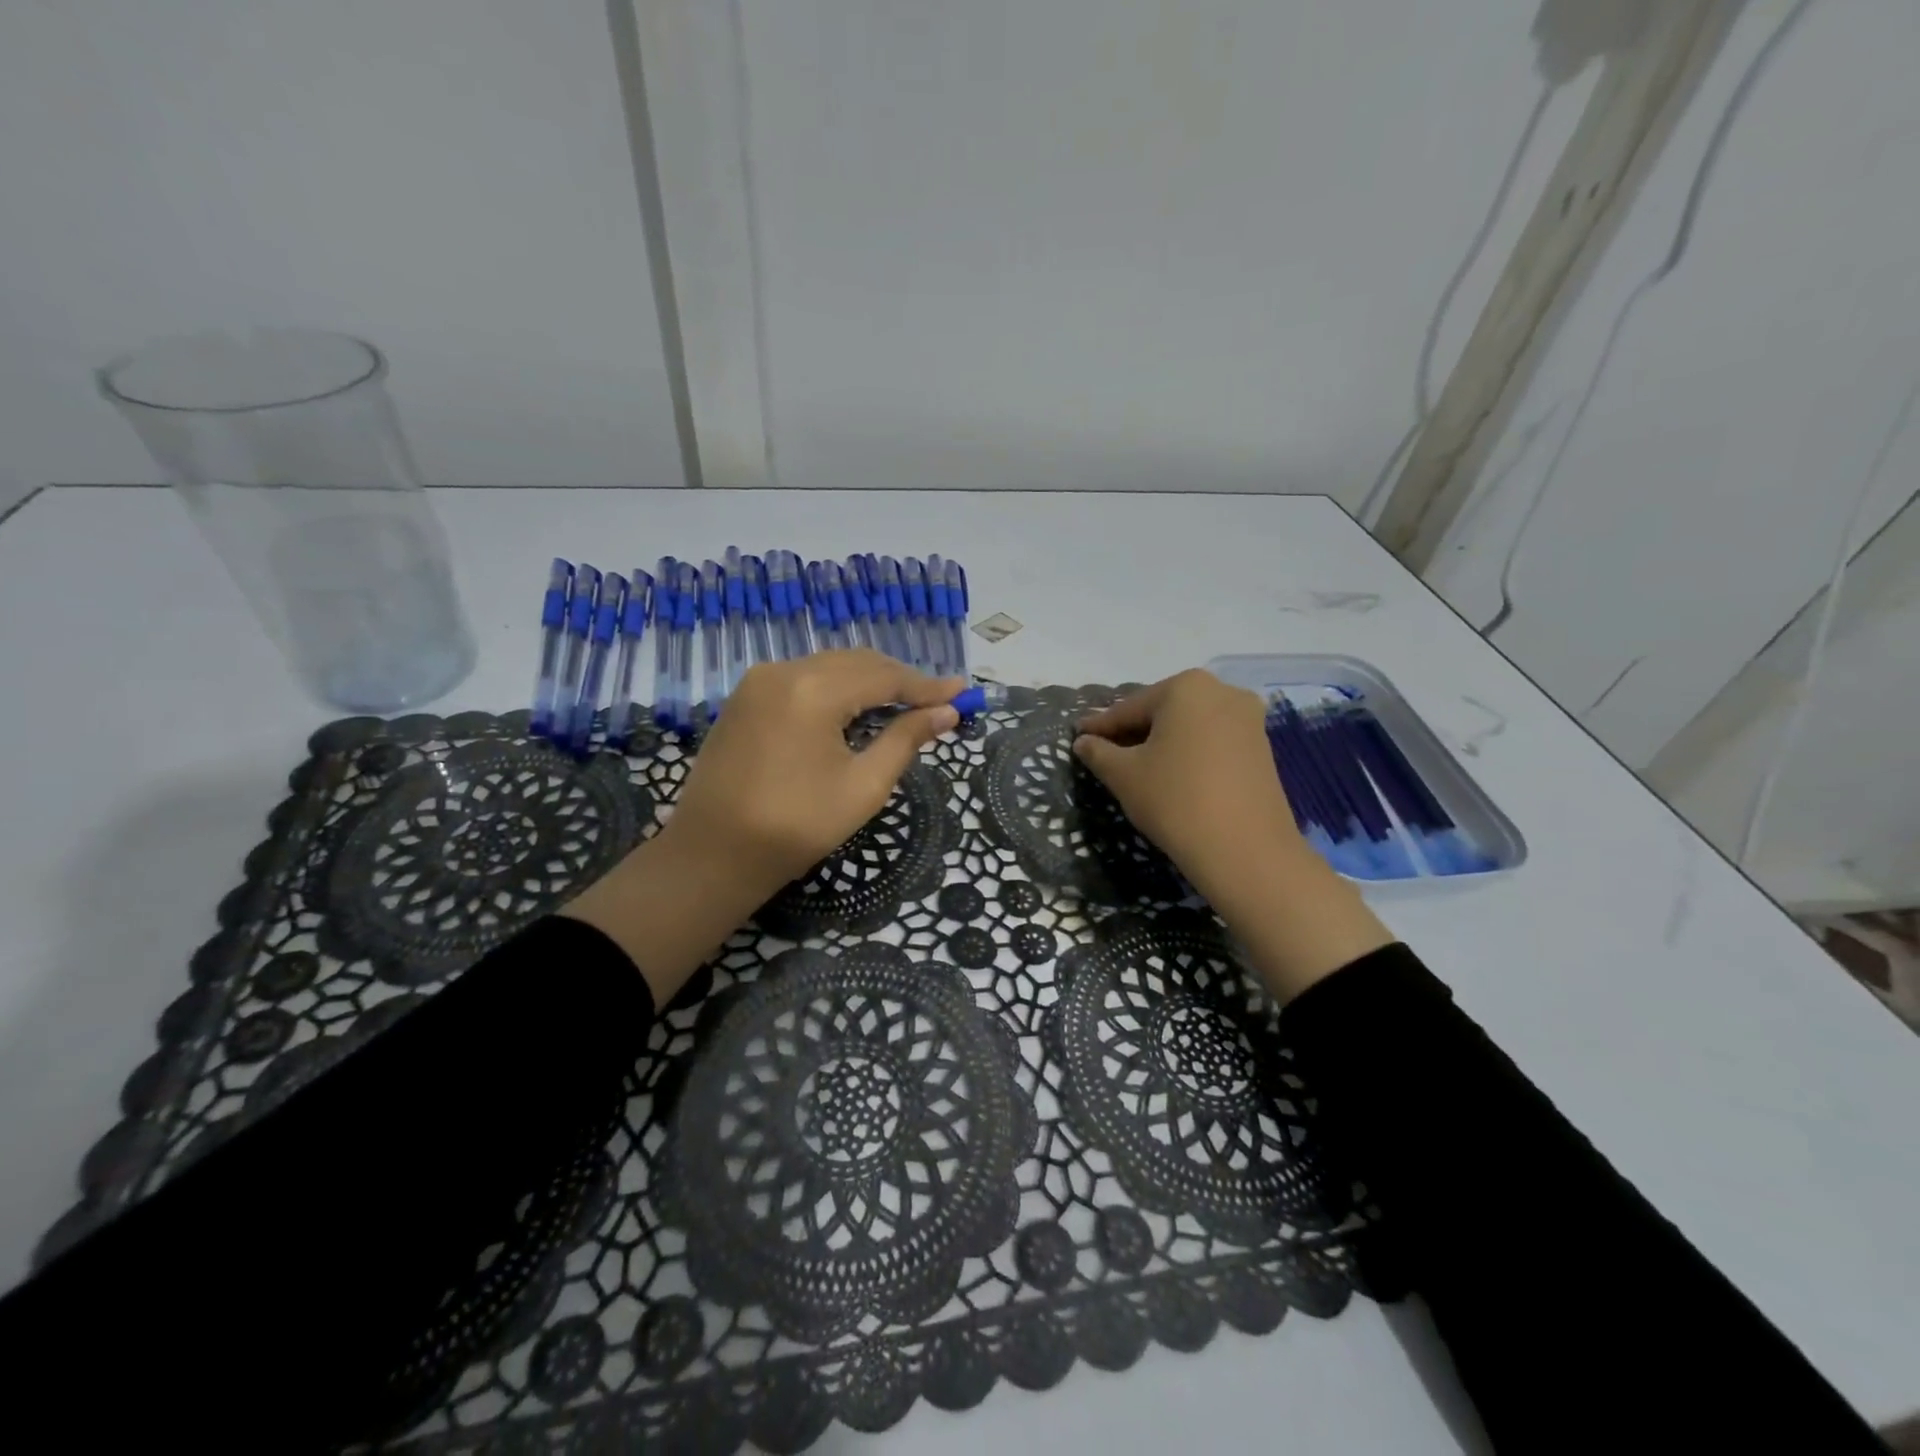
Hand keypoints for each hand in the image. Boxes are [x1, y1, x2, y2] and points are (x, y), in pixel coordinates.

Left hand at [668, 650, 963, 896]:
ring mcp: (758, 681)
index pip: (884, 677)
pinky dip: (837, 688)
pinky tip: (856, 709)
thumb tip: (947, 713)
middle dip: (900, 680)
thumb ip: (905, 740)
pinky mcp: (745, 697)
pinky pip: (804, 678)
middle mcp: (783, 671)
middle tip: (939, 702)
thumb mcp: (863, 787)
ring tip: (905, 704)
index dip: (927, 686)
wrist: (713, 855)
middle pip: (858, 663)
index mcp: (812, 690)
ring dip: (869, 682)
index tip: (963, 694)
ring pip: (830, 667)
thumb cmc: (796, 827)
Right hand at [1073, 670, 1302, 902]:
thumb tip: (1083, 742)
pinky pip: (1211, 742)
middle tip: (1104, 753)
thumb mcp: (1124, 776)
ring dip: (1161, 743)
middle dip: (1132, 732)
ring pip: (1188, 727)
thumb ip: (1098, 752)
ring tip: (1136, 768)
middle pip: (1162, 711)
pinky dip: (1188, 753)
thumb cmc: (1175, 800)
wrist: (1246, 851)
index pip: (1128, 708)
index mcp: (1186, 687)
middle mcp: (1222, 691)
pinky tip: (1171, 775)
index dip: (1099, 726)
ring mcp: (1248, 719)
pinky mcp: (1262, 748)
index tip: (1078, 737)